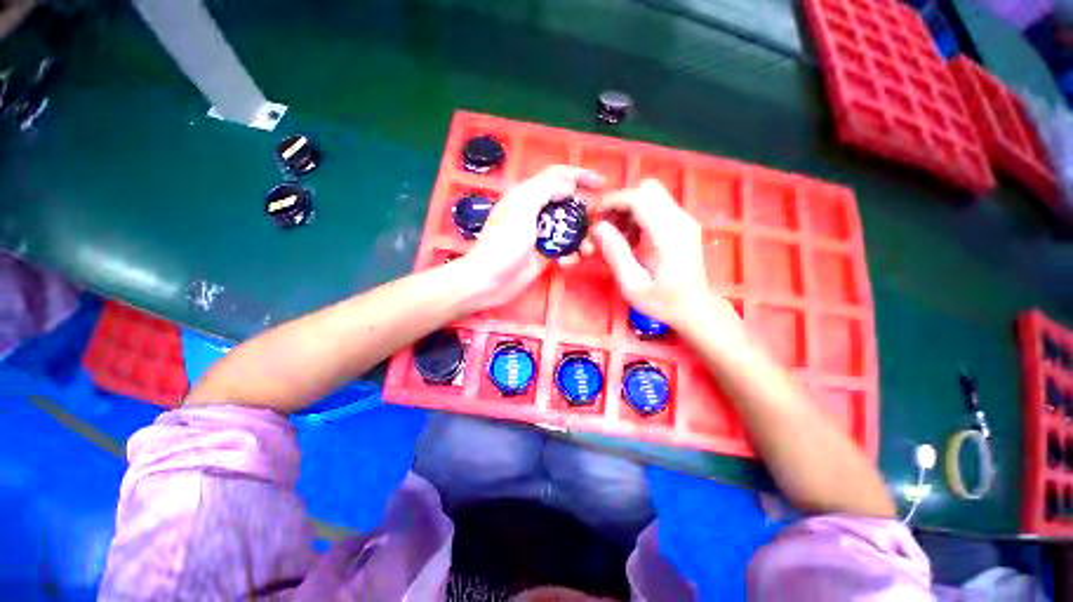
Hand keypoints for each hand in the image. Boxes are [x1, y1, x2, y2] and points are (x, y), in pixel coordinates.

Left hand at [457, 165, 602, 311]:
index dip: (580, 175)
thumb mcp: (521, 211)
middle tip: (600, 222)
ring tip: (587, 248)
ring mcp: (541, 234)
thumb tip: (569, 185)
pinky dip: (570, 254)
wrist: (489, 281)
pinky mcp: (544, 254)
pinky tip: (567, 262)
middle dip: (585, 211)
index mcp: (528, 195)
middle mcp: (536, 212)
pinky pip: (564, 249)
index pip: (557, 176)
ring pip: (569, 228)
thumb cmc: (502, 244)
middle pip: (567, 203)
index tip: (602, 183)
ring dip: (581, 237)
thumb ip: (544, 191)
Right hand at [592, 179, 734, 328]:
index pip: (638, 198)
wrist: (695, 309)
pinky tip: (631, 239)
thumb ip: (616, 254)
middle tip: (606, 226)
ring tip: (617, 237)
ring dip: (628, 210)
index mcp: (669, 234)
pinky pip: (656, 207)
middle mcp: (680, 220)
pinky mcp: (682, 225)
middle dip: (620, 203)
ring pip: (650, 196)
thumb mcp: (633, 285)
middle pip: (646, 189)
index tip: (594, 217)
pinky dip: (637, 216)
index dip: (612, 202)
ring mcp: (683, 220)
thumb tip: (598, 227)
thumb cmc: (664, 302)